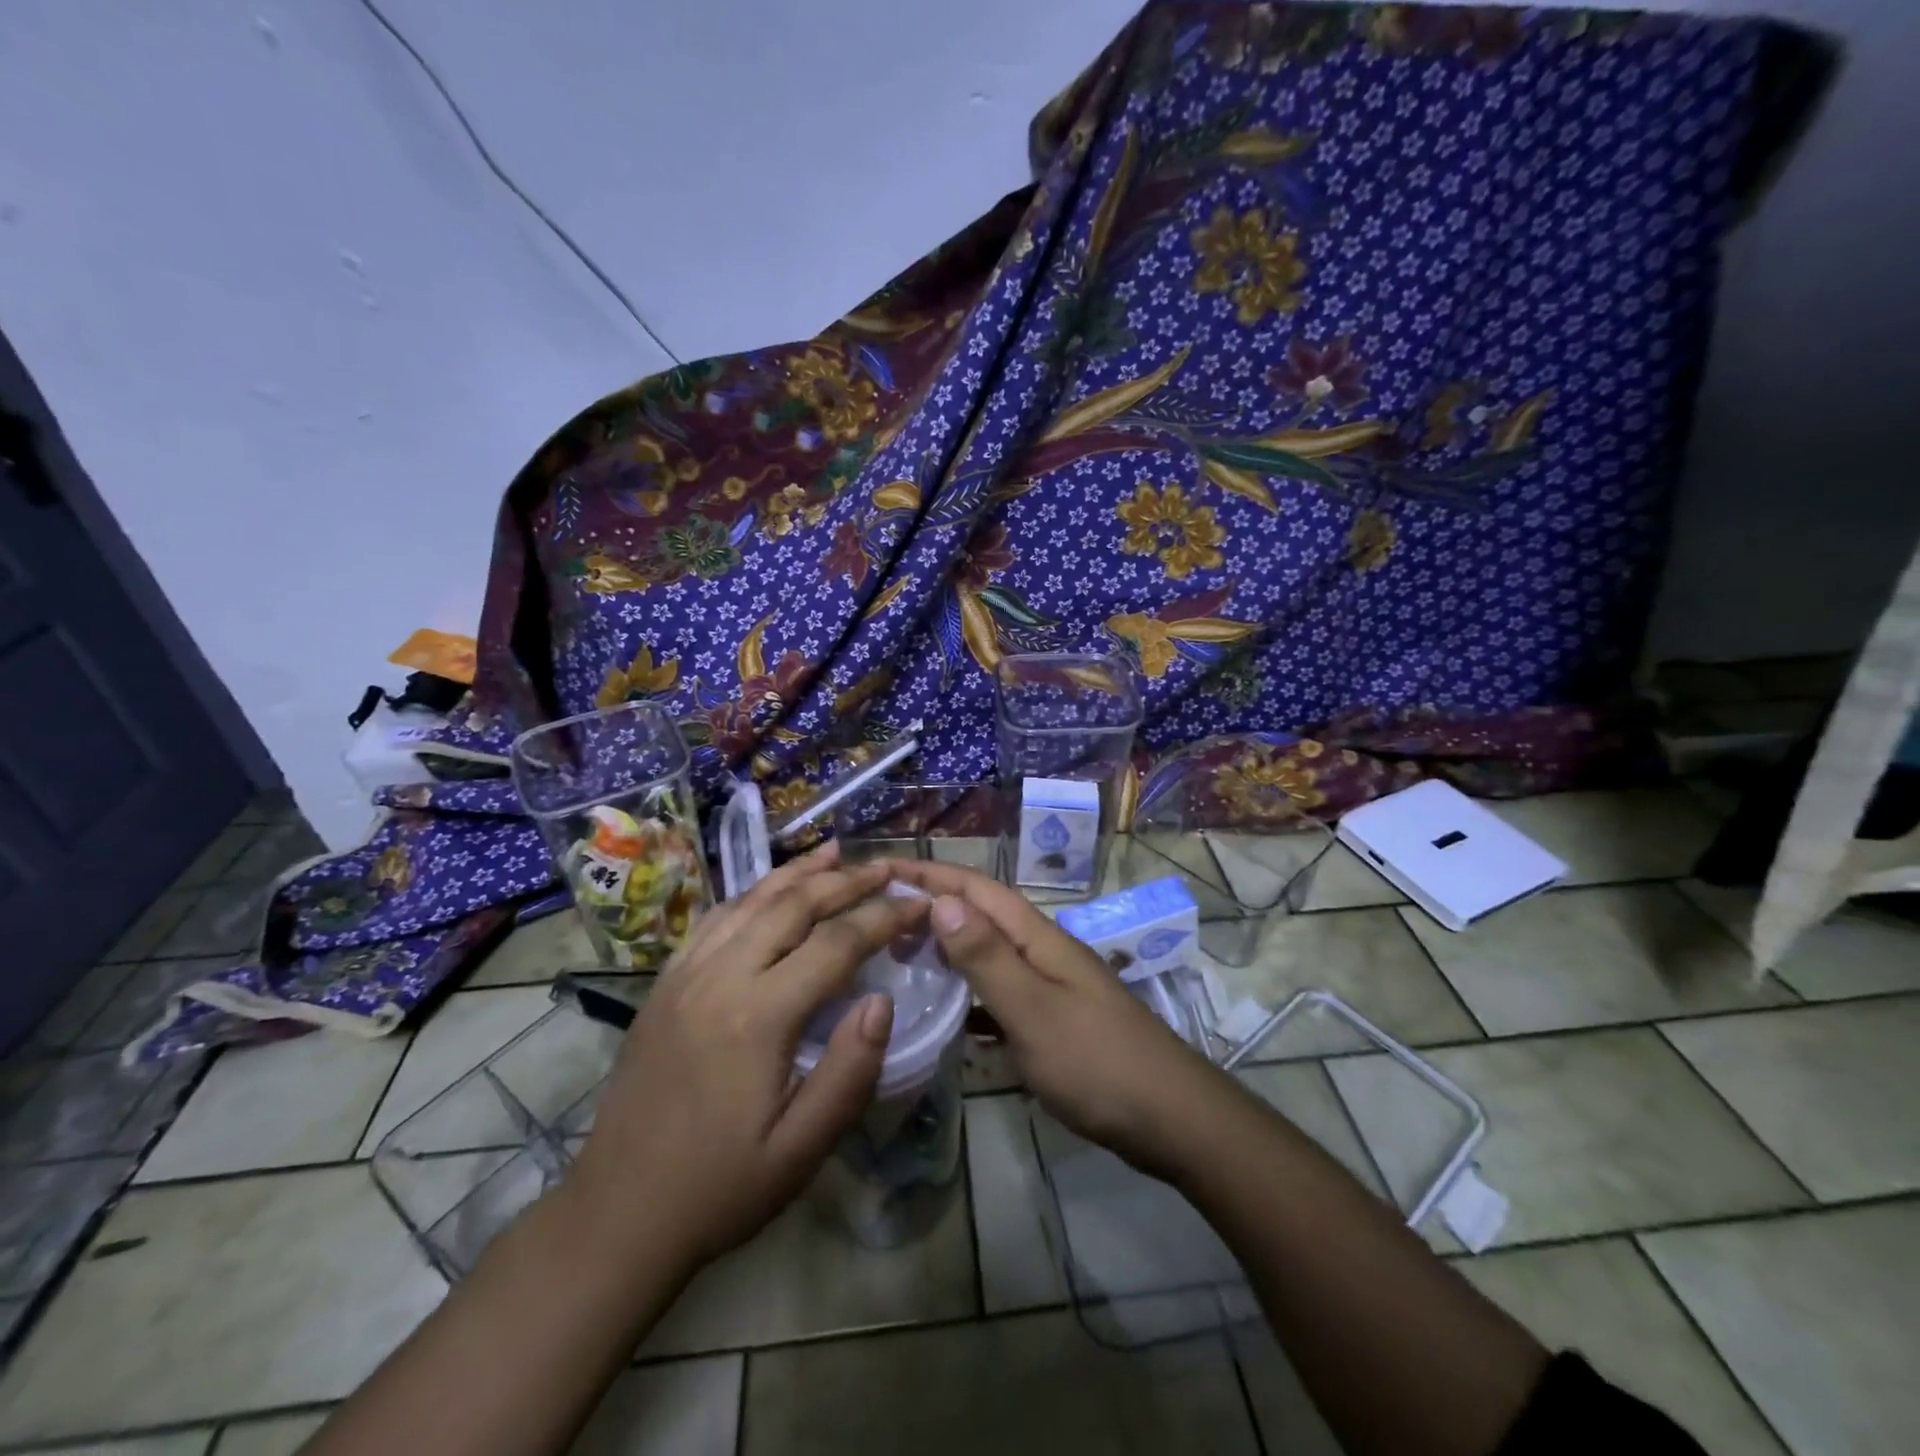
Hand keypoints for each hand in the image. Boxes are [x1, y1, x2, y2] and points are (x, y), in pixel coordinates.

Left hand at [567, 842, 925, 1271]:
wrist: (617, 1214)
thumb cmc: (719, 1188)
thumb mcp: (800, 1150)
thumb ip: (849, 1072)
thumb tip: (882, 1001)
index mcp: (758, 1016)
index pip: (836, 944)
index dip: (883, 917)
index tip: (919, 903)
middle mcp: (720, 978)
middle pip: (793, 905)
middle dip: (847, 881)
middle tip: (887, 868)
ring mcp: (685, 975)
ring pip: (751, 900)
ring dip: (799, 873)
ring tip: (837, 853)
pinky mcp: (665, 984)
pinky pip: (715, 919)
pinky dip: (753, 892)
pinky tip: (772, 889)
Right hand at [886, 859, 1229, 1177]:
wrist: (1171, 1119)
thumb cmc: (1097, 1062)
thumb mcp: (1033, 1009)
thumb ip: (987, 957)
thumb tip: (942, 899)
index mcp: (1038, 937)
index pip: (977, 889)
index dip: (931, 873)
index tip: (882, 868)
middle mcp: (1042, 951)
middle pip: (981, 915)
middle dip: (933, 905)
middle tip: (878, 915)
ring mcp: (1050, 986)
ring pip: (988, 954)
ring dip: (947, 948)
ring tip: (899, 956)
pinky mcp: (1052, 1021)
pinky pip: (998, 995)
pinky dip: (968, 994)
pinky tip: (945, 1013)